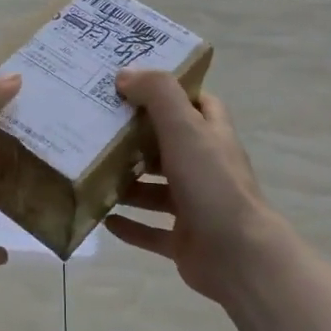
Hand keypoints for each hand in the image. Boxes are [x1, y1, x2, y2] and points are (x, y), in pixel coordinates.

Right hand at [104, 69, 287, 305]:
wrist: (238, 256)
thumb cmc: (212, 184)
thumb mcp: (185, 128)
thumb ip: (158, 95)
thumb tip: (126, 74)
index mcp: (212, 138)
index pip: (197, 104)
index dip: (170, 92)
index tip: (133, 85)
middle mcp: (206, 169)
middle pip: (169, 147)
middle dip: (137, 139)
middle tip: (98, 128)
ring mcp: (195, 207)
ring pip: (156, 190)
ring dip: (128, 184)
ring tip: (92, 173)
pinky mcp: (183, 240)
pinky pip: (150, 231)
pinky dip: (129, 226)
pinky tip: (103, 219)